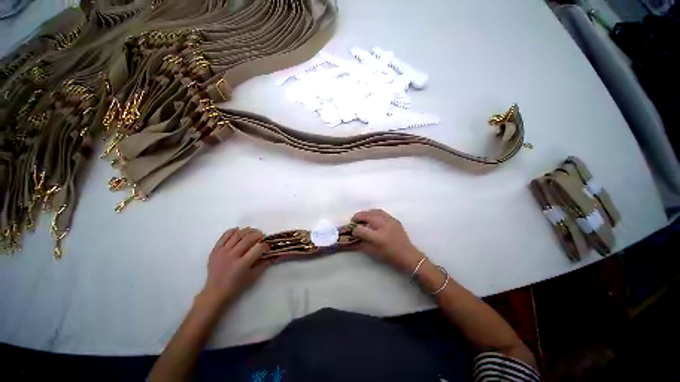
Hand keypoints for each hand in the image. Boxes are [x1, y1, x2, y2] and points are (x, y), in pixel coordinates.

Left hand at [201, 228, 269, 305]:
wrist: (215, 291)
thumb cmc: (236, 285)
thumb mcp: (253, 276)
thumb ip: (264, 264)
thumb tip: (274, 255)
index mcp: (242, 264)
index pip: (258, 248)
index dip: (265, 245)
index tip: (267, 246)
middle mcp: (232, 255)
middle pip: (248, 238)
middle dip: (258, 235)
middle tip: (261, 236)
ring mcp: (223, 251)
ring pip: (237, 234)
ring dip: (247, 231)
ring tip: (252, 232)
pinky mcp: (216, 249)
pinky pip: (225, 235)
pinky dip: (233, 231)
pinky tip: (239, 231)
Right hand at [351, 209, 423, 272]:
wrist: (408, 255)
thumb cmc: (389, 256)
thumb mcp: (373, 252)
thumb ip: (360, 244)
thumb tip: (351, 237)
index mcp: (378, 237)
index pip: (360, 229)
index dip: (354, 229)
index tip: (351, 231)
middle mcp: (383, 226)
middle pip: (366, 215)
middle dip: (357, 217)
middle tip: (353, 221)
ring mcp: (390, 221)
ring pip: (373, 211)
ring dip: (365, 213)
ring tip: (362, 218)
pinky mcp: (394, 219)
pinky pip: (381, 212)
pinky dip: (373, 213)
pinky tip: (372, 218)